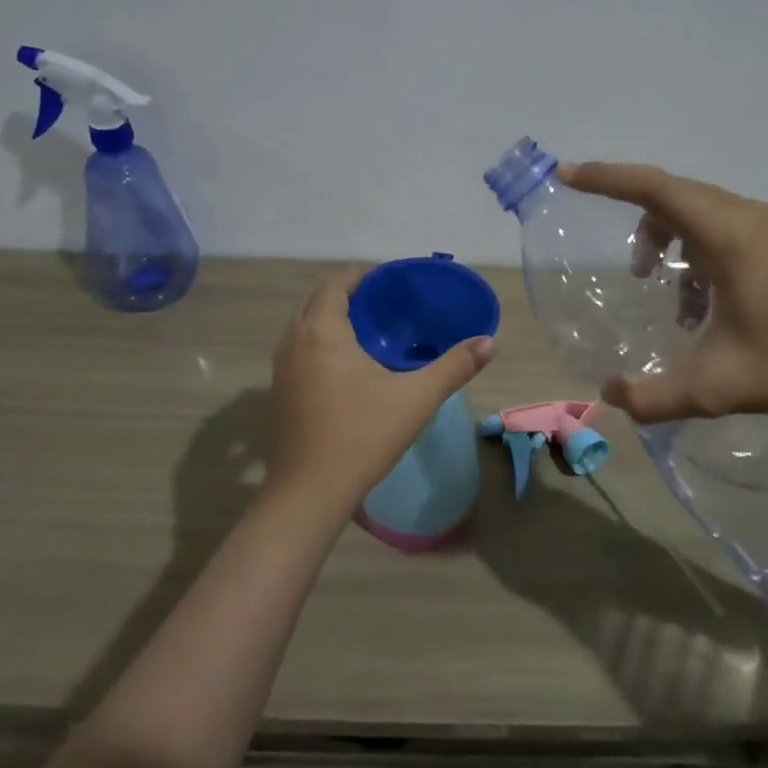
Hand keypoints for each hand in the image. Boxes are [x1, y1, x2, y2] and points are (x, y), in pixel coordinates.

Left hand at [267, 267, 496, 505]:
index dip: (360, 276)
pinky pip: (298, 351)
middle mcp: (294, 342)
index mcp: (322, 332)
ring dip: (329, 320)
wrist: (311, 491)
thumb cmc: (363, 435)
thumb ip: (454, 366)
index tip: (388, 280)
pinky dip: (319, 344)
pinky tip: (345, 367)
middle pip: (316, 302)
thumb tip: (489, 342)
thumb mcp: (417, 398)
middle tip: (382, 304)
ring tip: (366, 330)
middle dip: (345, 296)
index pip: (335, 285)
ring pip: (303, 328)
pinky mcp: (279, 393)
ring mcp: (281, 369)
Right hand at [559, 162, 767, 422]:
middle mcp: (745, 217)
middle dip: (635, 219)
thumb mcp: (717, 387)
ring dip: (667, 239)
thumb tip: (608, 394)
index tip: (566, 175)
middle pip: (672, 194)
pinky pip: (722, 229)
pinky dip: (695, 252)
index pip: (652, 187)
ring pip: (698, 212)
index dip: (605, 177)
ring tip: (657, 287)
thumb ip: (654, 396)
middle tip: (617, 257)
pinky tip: (699, 305)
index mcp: (725, 234)